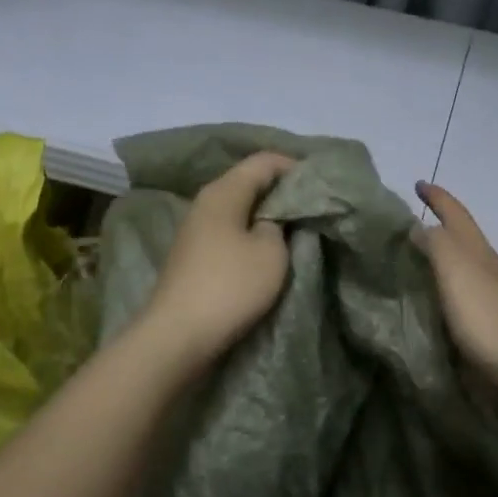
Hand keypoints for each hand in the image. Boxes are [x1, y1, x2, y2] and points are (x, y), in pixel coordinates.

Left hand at [141, 152, 296, 364]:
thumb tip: (273, 218)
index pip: (263, 161)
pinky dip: (250, 234)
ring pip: (239, 209)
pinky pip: (229, 232)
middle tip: (312, 206)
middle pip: (248, 182)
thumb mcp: (271, 253)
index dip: (294, 166)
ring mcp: (196, 229)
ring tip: (295, 229)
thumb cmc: (230, 287)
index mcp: (223, 191)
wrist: (178, 335)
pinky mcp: (194, 255)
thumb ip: (279, 225)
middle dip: (280, 191)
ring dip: (265, 215)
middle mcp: (205, 202)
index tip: (320, 184)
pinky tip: (267, 250)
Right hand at [413, 182, 497, 397]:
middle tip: (409, 225)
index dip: (437, 197)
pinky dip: (444, 292)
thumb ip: (436, 245)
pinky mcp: (491, 329)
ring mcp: (492, 300)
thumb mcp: (456, 270)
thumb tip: (418, 226)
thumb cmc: (489, 316)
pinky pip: (461, 300)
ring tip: (414, 264)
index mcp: (477, 252)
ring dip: (442, 261)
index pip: (455, 214)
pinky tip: (432, 305)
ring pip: (463, 270)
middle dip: (439, 227)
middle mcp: (487, 270)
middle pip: (462, 240)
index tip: (419, 183)